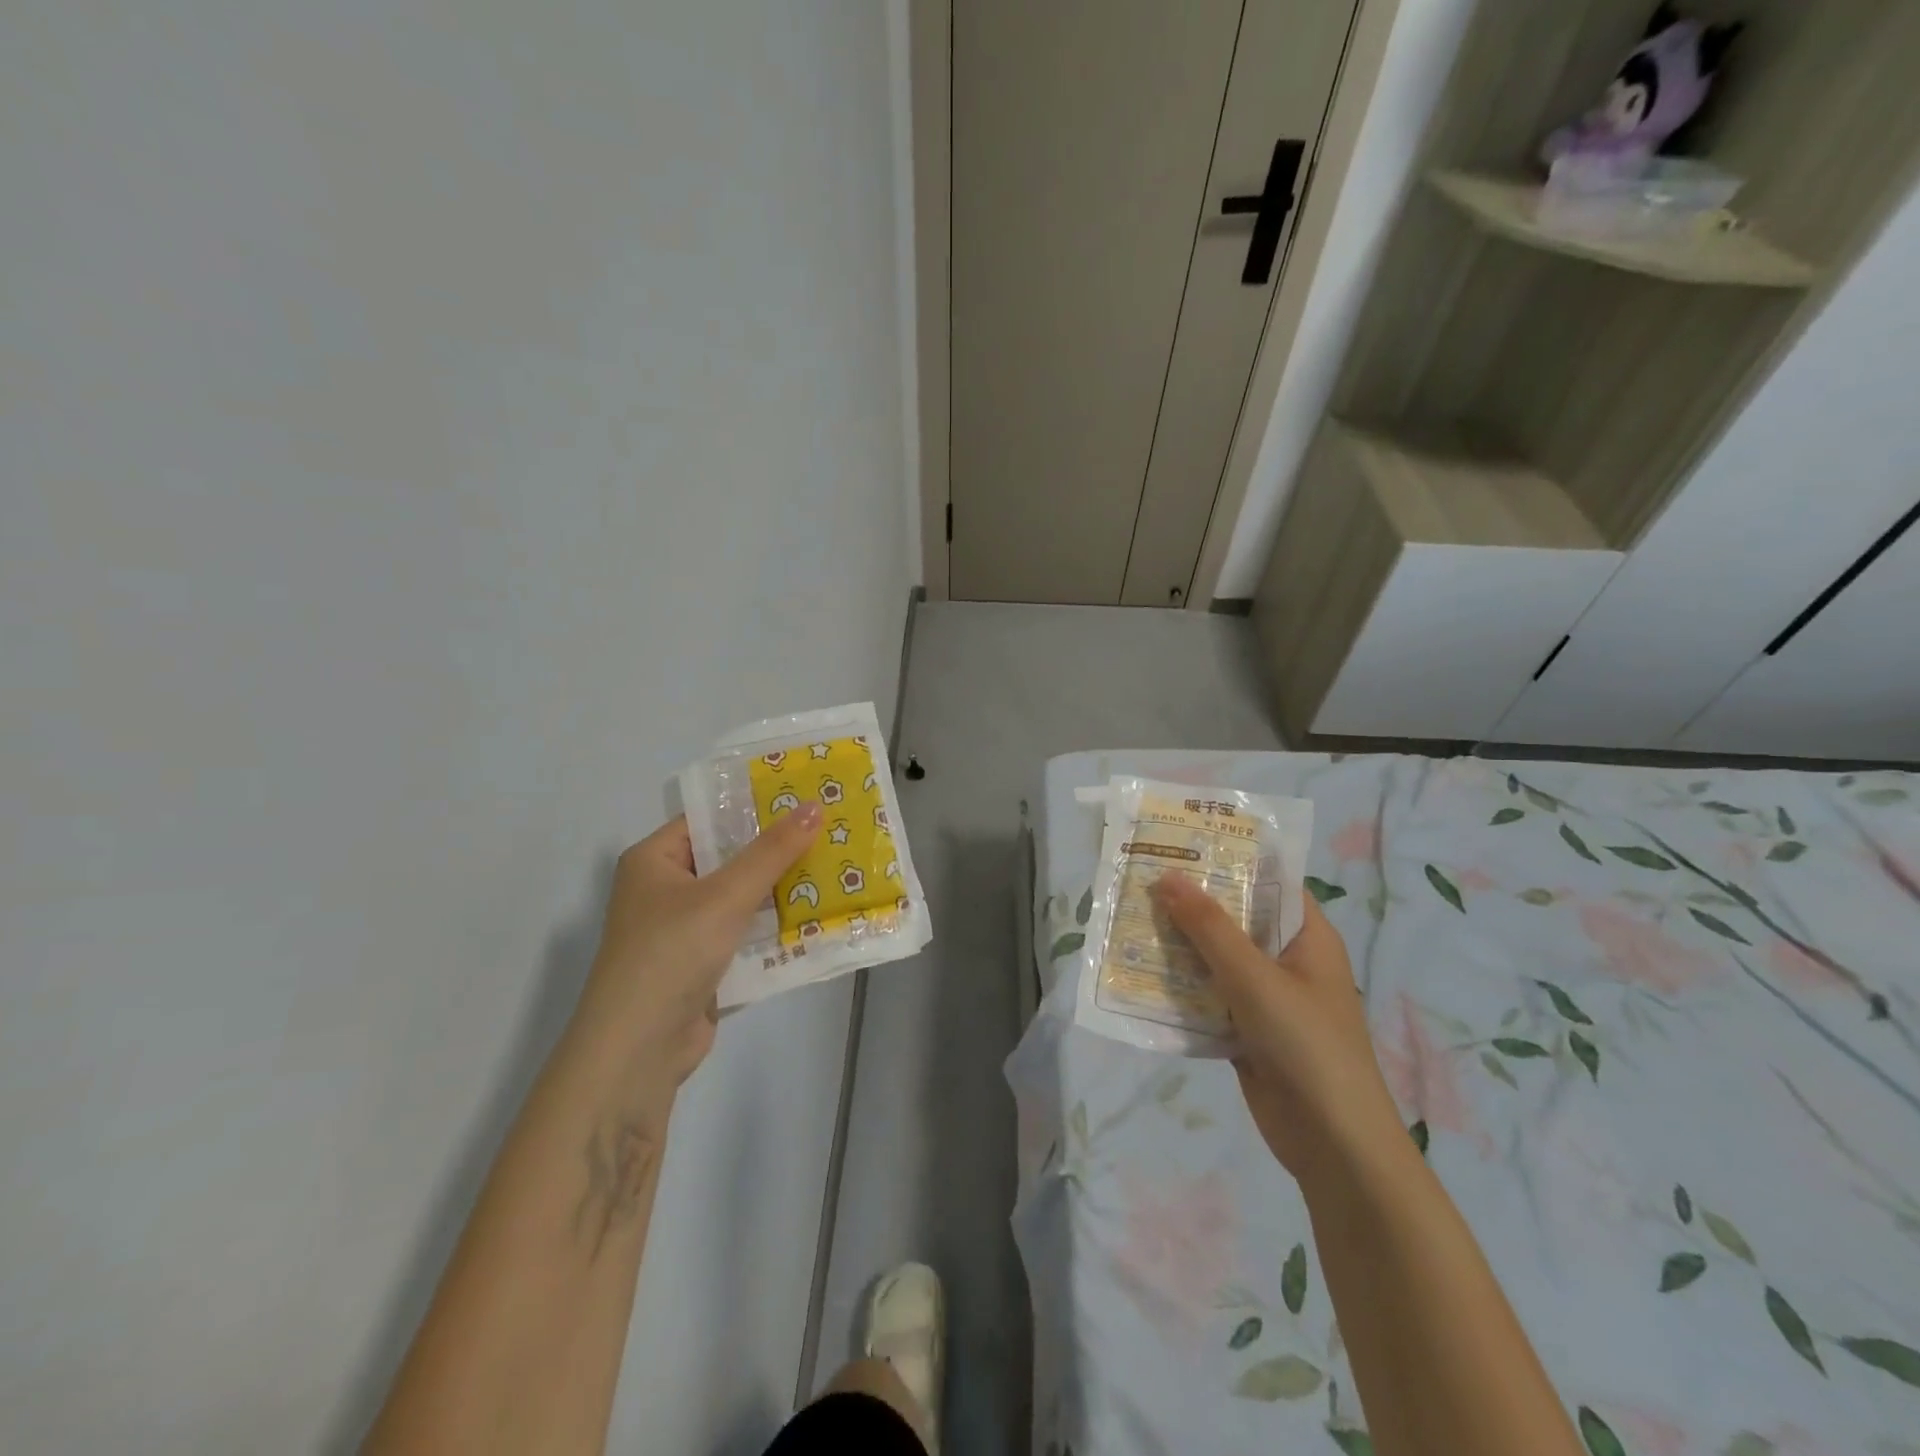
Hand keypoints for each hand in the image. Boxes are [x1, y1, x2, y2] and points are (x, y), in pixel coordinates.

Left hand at [571, 804, 822, 1107]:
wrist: (638, 1050)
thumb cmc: (672, 953)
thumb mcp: (726, 895)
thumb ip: (772, 852)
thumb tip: (814, 807)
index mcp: (654, 860)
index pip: (709, 819)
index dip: (754, 807)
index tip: (804, 798)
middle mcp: (665, 889)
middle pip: (729, 858)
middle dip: (777, 850)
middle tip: (830, 831)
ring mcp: (684, 929)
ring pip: (741, 898)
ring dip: (780, 890)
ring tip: (834, 867)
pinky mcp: (702, 964)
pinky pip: (744, 933)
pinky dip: (774, 927)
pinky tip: (817, 916)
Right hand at [1153, 877, 1405, 1184]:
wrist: (1333, 1146)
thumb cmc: (1306, 1045)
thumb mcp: (1255, 978)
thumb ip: (1209, 927)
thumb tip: (1168, 875)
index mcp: (1306, 936)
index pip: (1267, 881)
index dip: (1227, 859)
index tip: (1178, 843)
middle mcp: (1286, 960)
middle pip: (1234, 919)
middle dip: (1189, 903)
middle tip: (1139, 878)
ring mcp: (1265, 997)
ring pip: (1215, 959)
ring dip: (1178, 946)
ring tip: (1128, 918)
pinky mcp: (1245, 1031)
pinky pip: (1206, 997)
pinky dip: (1179, 987)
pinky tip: (1138, 973)